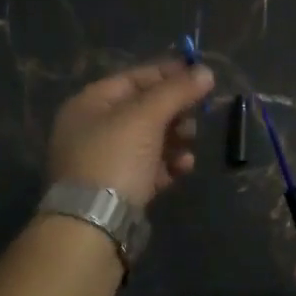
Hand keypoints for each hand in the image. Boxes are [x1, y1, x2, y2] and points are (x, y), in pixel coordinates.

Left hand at [47, 59, 213, 207]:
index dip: (168, 74)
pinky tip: (182, 169)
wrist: (94, 223)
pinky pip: (149, 167)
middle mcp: (93, 129)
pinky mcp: (118, 188)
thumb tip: (206, 72)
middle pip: (144, 110)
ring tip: (189, 147)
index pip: (134, 78)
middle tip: (196, 118)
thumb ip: (176, 91)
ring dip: (175, 140)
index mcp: (89, 104)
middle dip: (175, 112)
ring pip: (150, 140)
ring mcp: (104, 161)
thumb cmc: (115, 158)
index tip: (200, 76)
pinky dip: (168, 164)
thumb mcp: (146, 117)